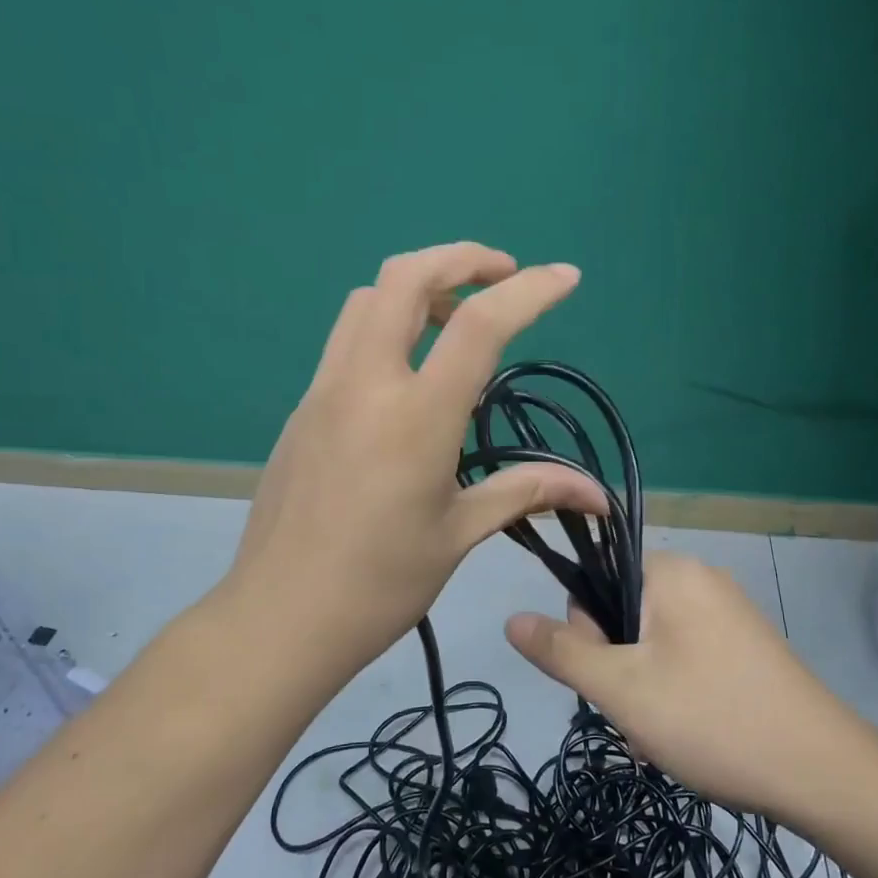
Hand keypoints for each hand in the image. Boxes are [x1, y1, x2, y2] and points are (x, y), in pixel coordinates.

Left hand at [224, 242, 606, 682]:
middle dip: (460, 259)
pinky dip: (386, 327)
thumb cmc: (379, 584)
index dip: (529, 290)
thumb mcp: (460, 533)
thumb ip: (527, 492)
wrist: (280, 619)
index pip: (478, 325)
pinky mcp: (301, 410)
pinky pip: (346, 342)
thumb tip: (597, 495)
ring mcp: (324, 392)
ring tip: (455, 320)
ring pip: (366, 301)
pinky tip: (408, 375)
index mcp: (416, 417)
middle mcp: (365, 384)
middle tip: (501, 277)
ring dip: (417, 288)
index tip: (565, 277)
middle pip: (404, 278)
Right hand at [505, 552, 861, 815]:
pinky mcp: (747, 647)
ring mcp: (729, 613)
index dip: (586, 629)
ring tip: (661, 732)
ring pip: (653, 641)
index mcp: (672, 572)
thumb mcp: (621, 689)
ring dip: (641, 684)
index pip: (597, 578)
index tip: (604, 676)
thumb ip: (562, 651)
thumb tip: (511, 619)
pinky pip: (686, 655)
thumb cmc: (711, 719)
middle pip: (624, 611)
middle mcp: (702, 579)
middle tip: (635, 713)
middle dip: (616, 664)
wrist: (821, 772)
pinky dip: (673, 690)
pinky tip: (687, 733)